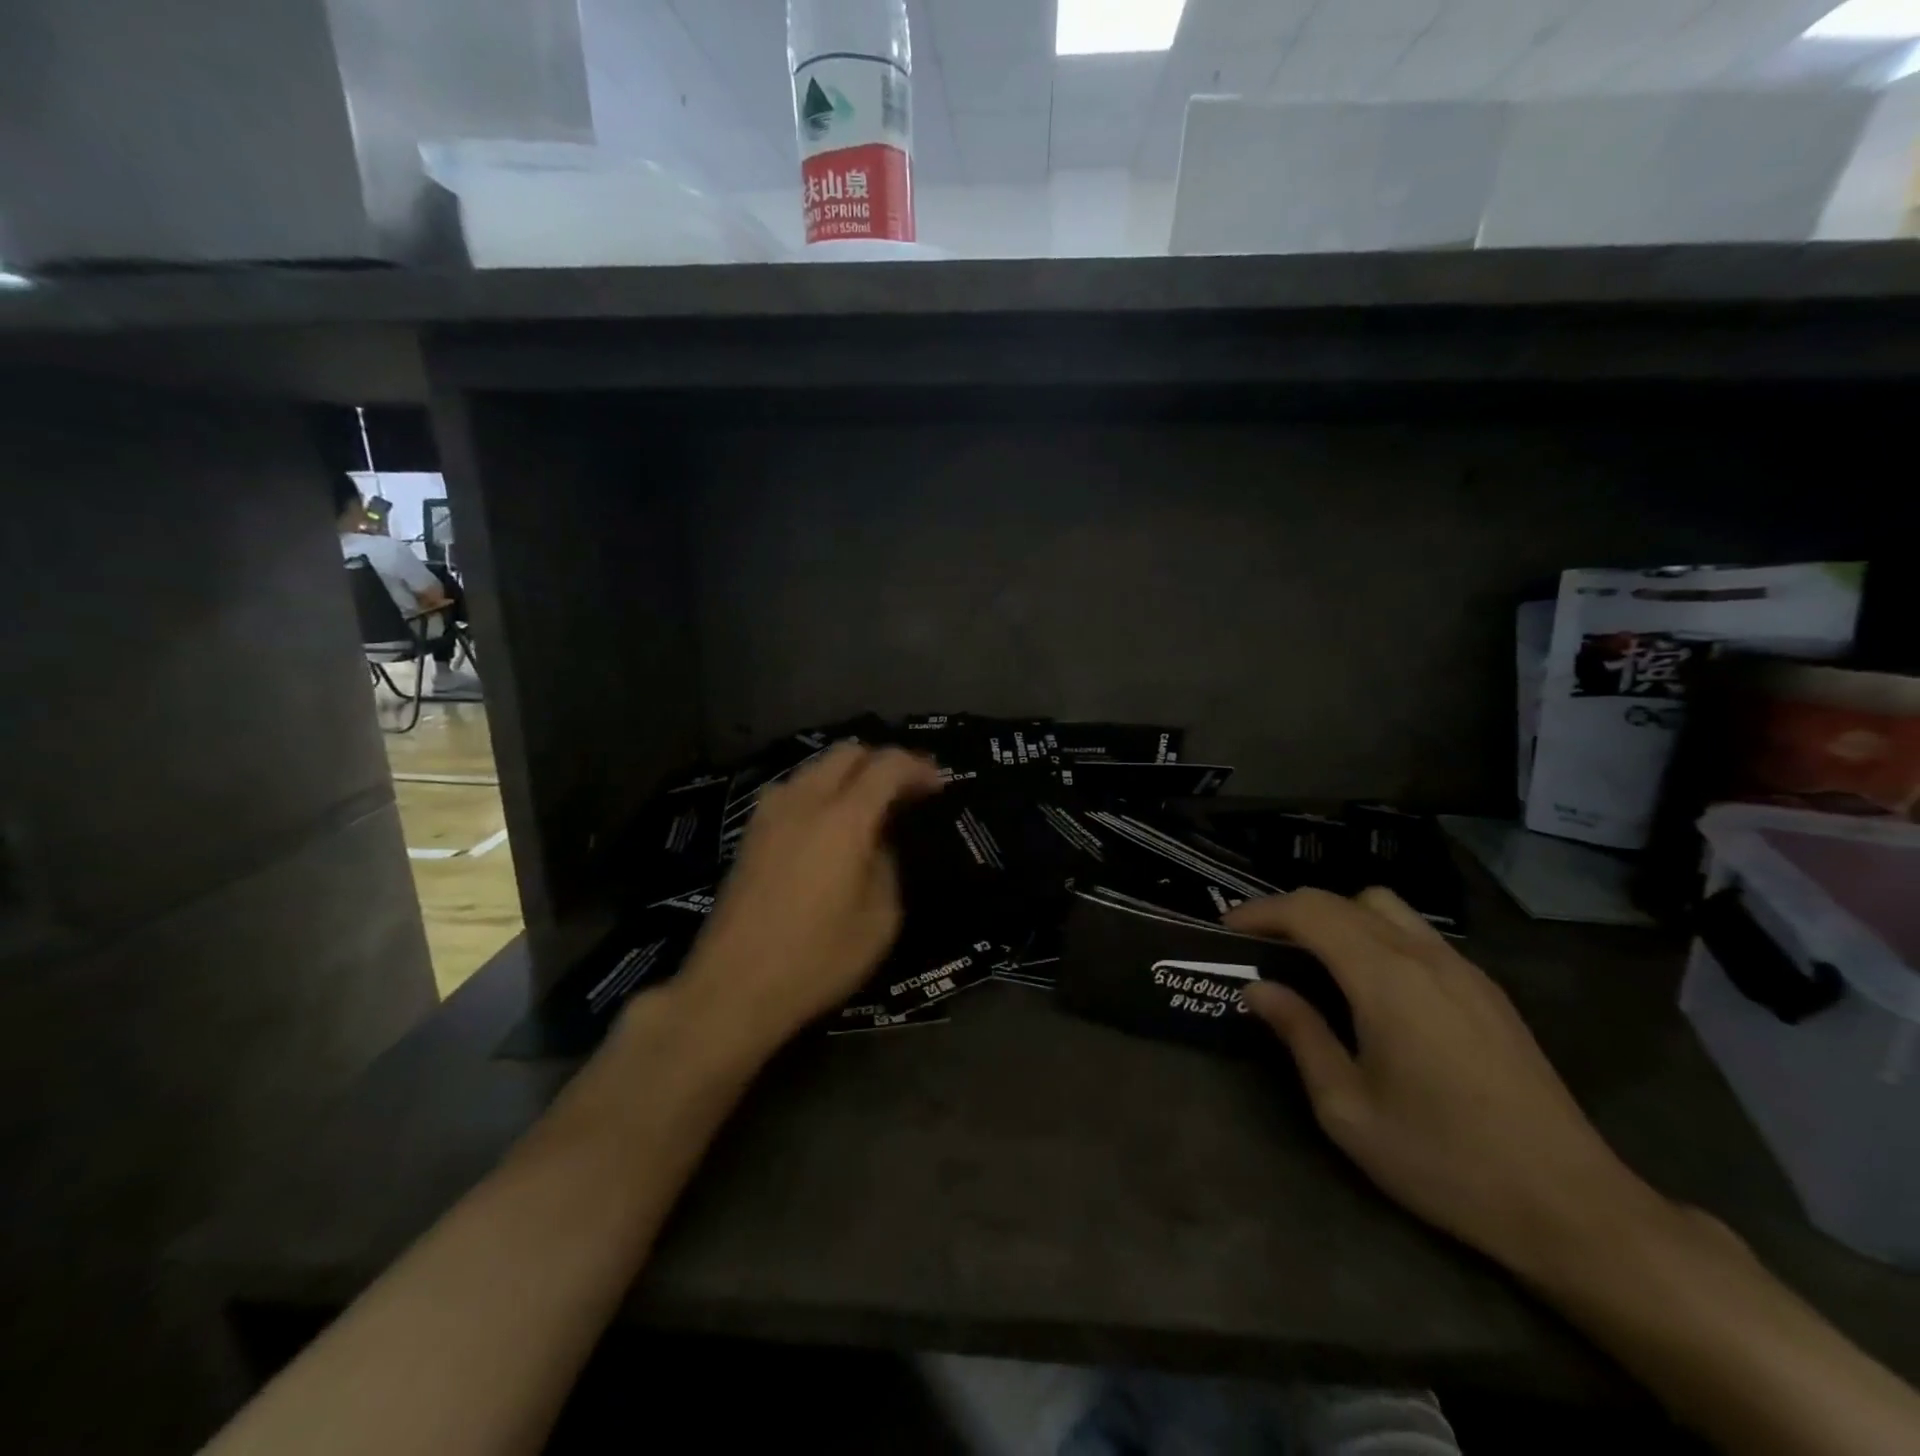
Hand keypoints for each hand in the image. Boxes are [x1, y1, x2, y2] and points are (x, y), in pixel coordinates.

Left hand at [673, 743, 943, 1057]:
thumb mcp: (879, 919)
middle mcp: (804, 801)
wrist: (732, 987)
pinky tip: (831, 823)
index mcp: (843, 818)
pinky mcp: (750, 832)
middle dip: (883, 761)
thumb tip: (879, 841)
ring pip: (816, 766)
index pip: (887, 765)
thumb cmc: (816, 959)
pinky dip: (821, 791)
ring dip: (849, 774)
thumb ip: (887, 864)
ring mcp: (770, 813)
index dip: (918, 768)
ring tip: (870, 806)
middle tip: (906, 792)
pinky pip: (794, 789)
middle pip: (848, 752)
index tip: (938, 786)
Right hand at [1225, 887, 1671, 1283]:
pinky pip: (1418, 934)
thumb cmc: (1444, 1161)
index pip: (1309, 911)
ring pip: (1385, 908)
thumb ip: (1300, 1035)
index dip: (1261, 911)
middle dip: (1292, 911)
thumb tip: (1260, 989)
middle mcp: (1424, 957)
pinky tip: (1371, 985)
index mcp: (1385, 979)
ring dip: (1338, 917)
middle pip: (1343, 900)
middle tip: (1261, 945)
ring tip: (1313, 958)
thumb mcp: (1348, 1110)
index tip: (1227, 930)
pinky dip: (1376, 935)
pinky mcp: (1487, 990)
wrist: (1572, 1207)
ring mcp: (1463, 969)